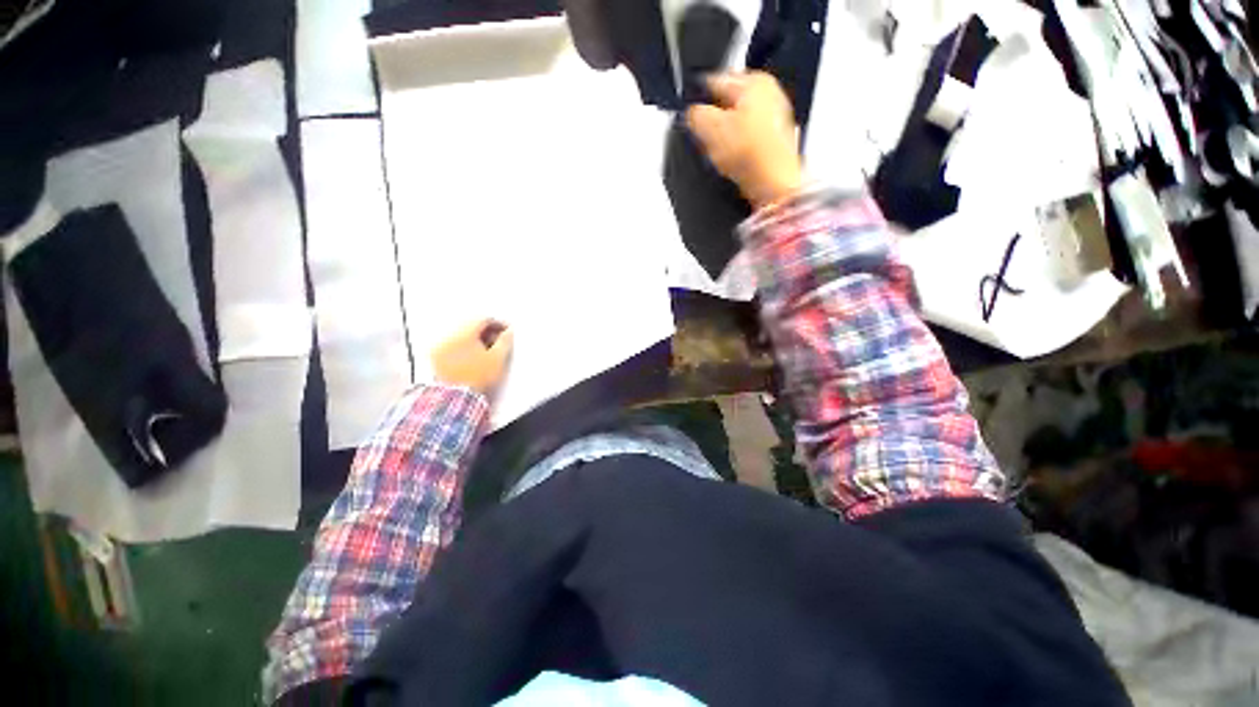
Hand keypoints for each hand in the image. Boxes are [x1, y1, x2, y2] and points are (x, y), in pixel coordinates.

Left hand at [431, 319, 513, 395]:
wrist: (454, 398)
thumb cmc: (475, 377)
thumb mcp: (498, 358)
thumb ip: (505, 341)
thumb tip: (509, 333)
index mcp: (464, 331)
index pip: (484, 319)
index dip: (499, 324)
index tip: (506, 331)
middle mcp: (448, 336)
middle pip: (471, 327)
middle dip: (486, 333)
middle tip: (498, 342)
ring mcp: (439, 348)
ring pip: (461, 338)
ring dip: (475, 342)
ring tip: (486, 353)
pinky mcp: (434, 360)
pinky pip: (452, 348)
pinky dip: (463, 350)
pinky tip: (472, 361)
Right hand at [685, 71, 803, 208]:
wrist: (774, 185)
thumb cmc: (750, 154)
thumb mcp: (710, 128)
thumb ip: (694, 114)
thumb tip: (691, 114)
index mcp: (754, 80)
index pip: (714, 81)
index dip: (696, 100)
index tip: (688, 117)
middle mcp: (770, 93)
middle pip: (726, 104)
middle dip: (712, 121)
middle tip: (705, 140)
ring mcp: (775, 119)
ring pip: (736, 124)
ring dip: (723, 139)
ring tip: (719, 155)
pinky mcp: (774, 143)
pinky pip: (746, 142)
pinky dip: (737, 151)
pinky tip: (733, 163)